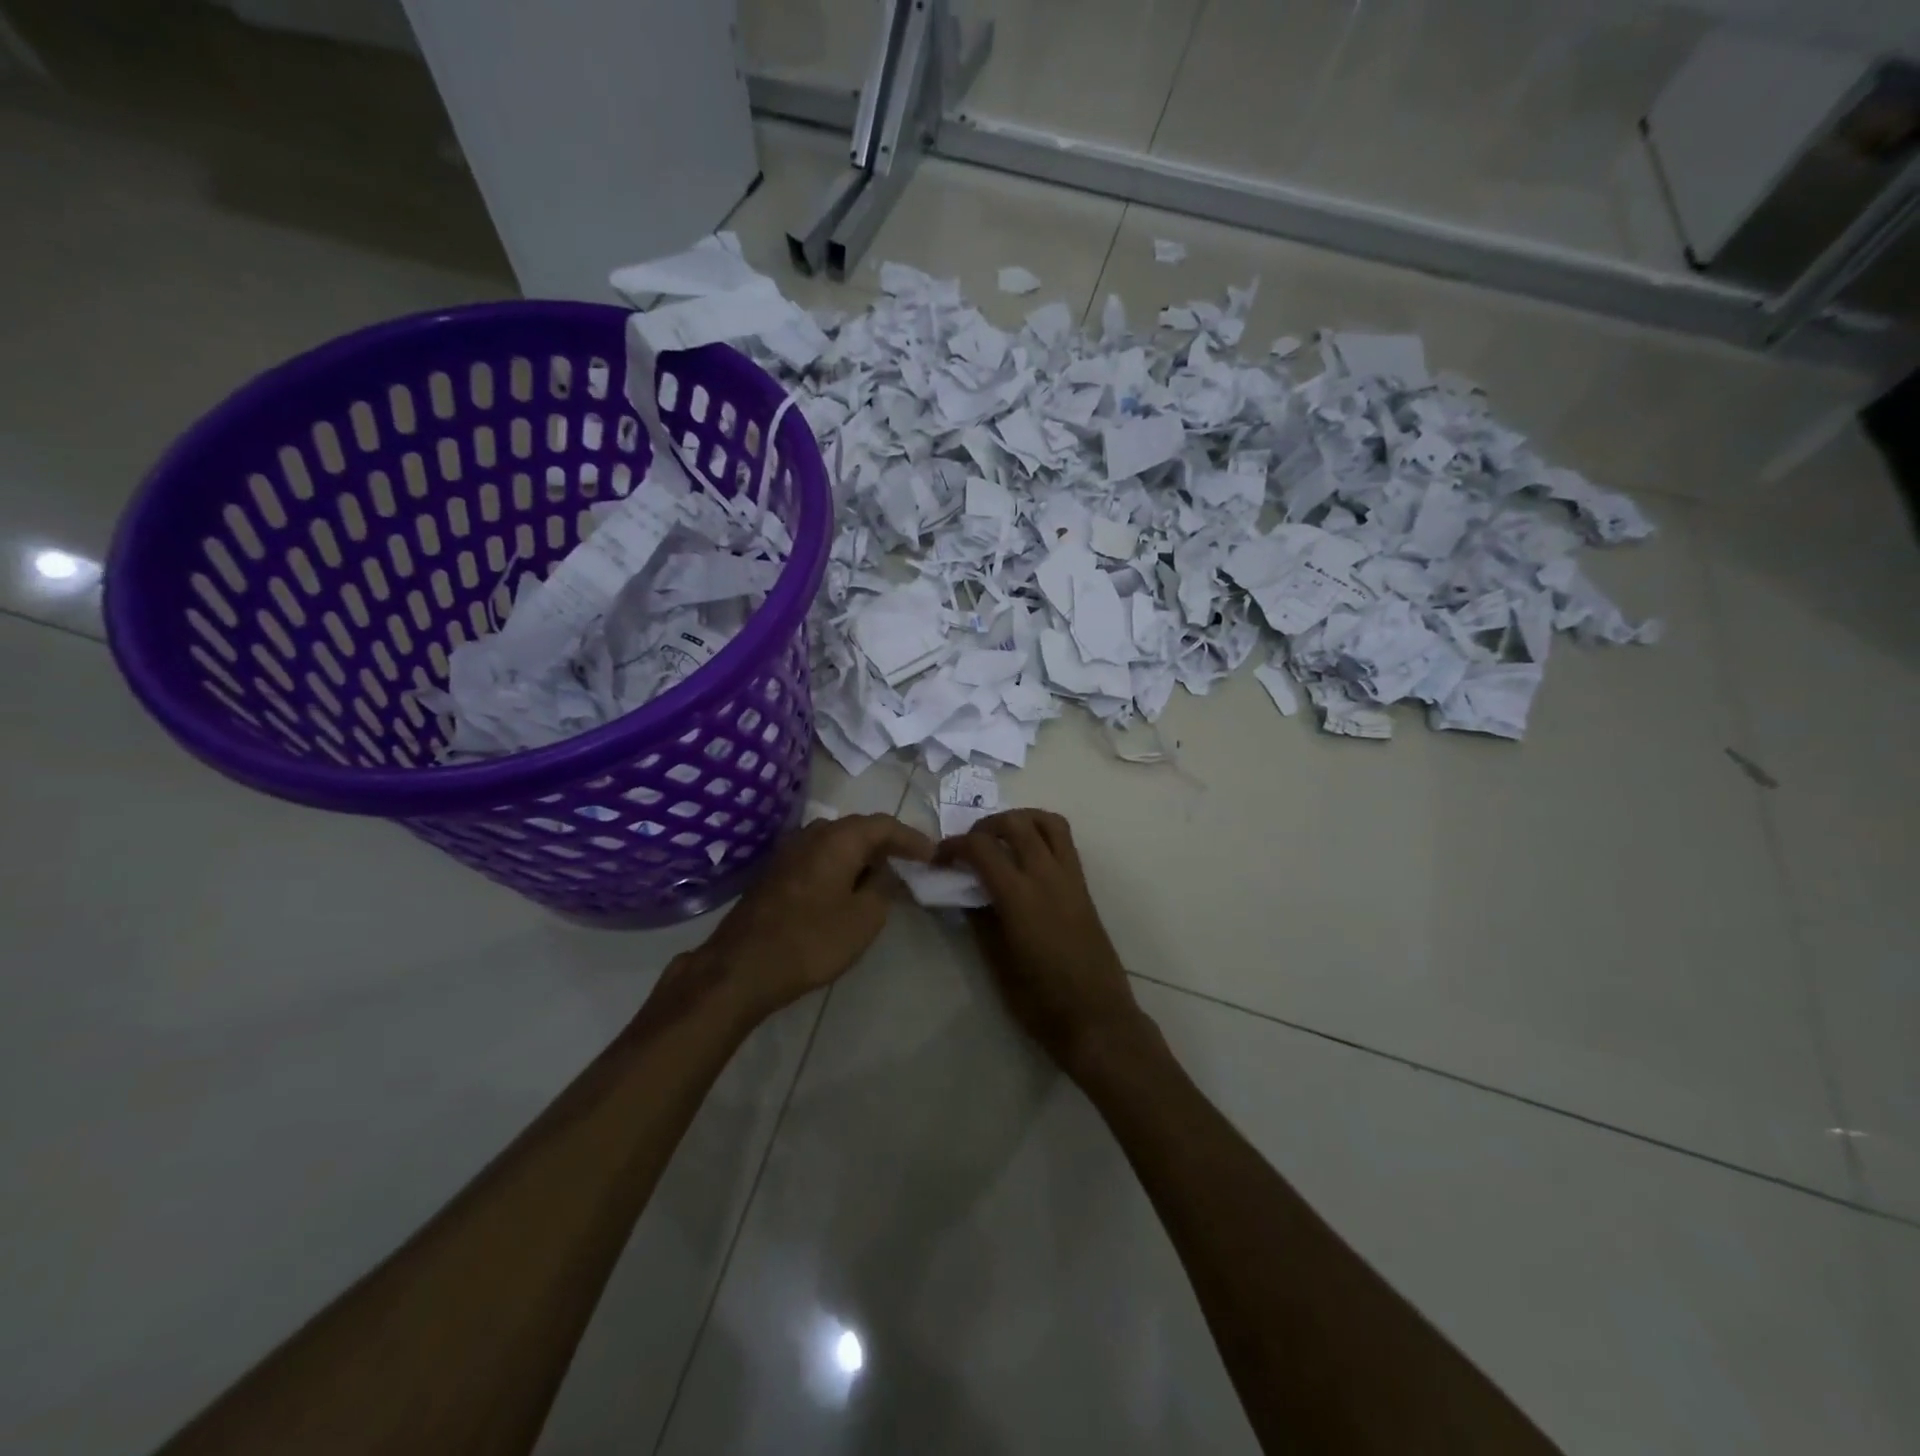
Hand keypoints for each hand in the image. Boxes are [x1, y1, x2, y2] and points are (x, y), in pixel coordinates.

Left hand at [688, 813, 933, 1025]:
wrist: (740, 967)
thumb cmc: (811, 941)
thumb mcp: (863, 919)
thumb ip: (883, 887)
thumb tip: (886, 871)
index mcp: (837, 839)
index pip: (884, 825)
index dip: (912, 838)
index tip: (933, 854)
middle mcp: (811, 834)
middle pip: (858, 828)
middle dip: (886, 843)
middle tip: (911, 861)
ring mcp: (788, 852)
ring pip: (835, 842)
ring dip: (861, 854)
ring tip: (882, 875)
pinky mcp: (775, 872)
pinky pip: (818, 857)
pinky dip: (840, 865)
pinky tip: (847, 887)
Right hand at [941, 809, 1150, 1077]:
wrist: (1096, 1018)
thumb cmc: (1041, 1001)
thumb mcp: (997, 962)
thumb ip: (980, 919)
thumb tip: (966, 892)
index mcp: (1020, 897)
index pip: (982, 848)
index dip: (954, 846)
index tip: (939, 858)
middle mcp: (1047, 877)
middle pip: (1016, 823)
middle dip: (985, 825)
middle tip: (969, 846)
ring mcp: (1071, 878)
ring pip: (1048, 822)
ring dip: (1020, 820)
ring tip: (1000, 839)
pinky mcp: (1084, 887)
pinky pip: (1064, 842)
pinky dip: (1041, 834)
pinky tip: (1025, 858)